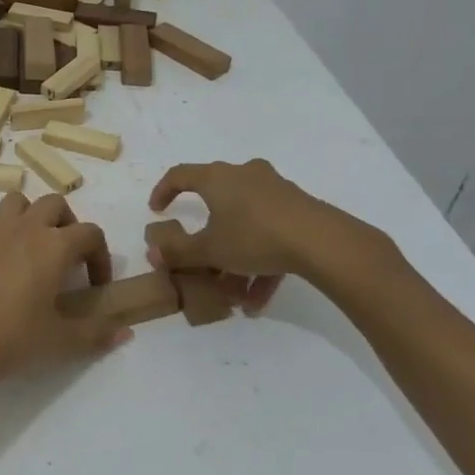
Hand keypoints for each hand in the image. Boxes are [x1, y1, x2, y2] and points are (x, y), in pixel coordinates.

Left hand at [0, 193, 129, 399]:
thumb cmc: (11, 339)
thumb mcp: (60, 341)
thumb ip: (97, 333)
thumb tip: (125, 331)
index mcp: (53, 246)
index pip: (90, 233)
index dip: (100, 256)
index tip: (95, 285)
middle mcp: (24, 228)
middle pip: (54, 204)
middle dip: (67, 224)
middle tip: (66, 259)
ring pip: (17, 203)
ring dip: (31, 218)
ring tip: (32, 251)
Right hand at [147, 159, 402, 311]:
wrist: (322, 241)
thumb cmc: (254, 236)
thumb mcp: (210, 250)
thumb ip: (179, 252)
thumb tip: (153, 253)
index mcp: (217, 178)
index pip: (180, 175)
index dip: (163, 191)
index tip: (156, 211)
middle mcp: (244, 175)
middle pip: (216, 201)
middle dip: (206, 236)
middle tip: (199, 256)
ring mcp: (275, 191)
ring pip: (244, 224)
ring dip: (234, 258)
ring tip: (233, 294)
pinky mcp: (298, 209)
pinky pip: (269, 234)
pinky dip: (259, 262)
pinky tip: (258, 299)